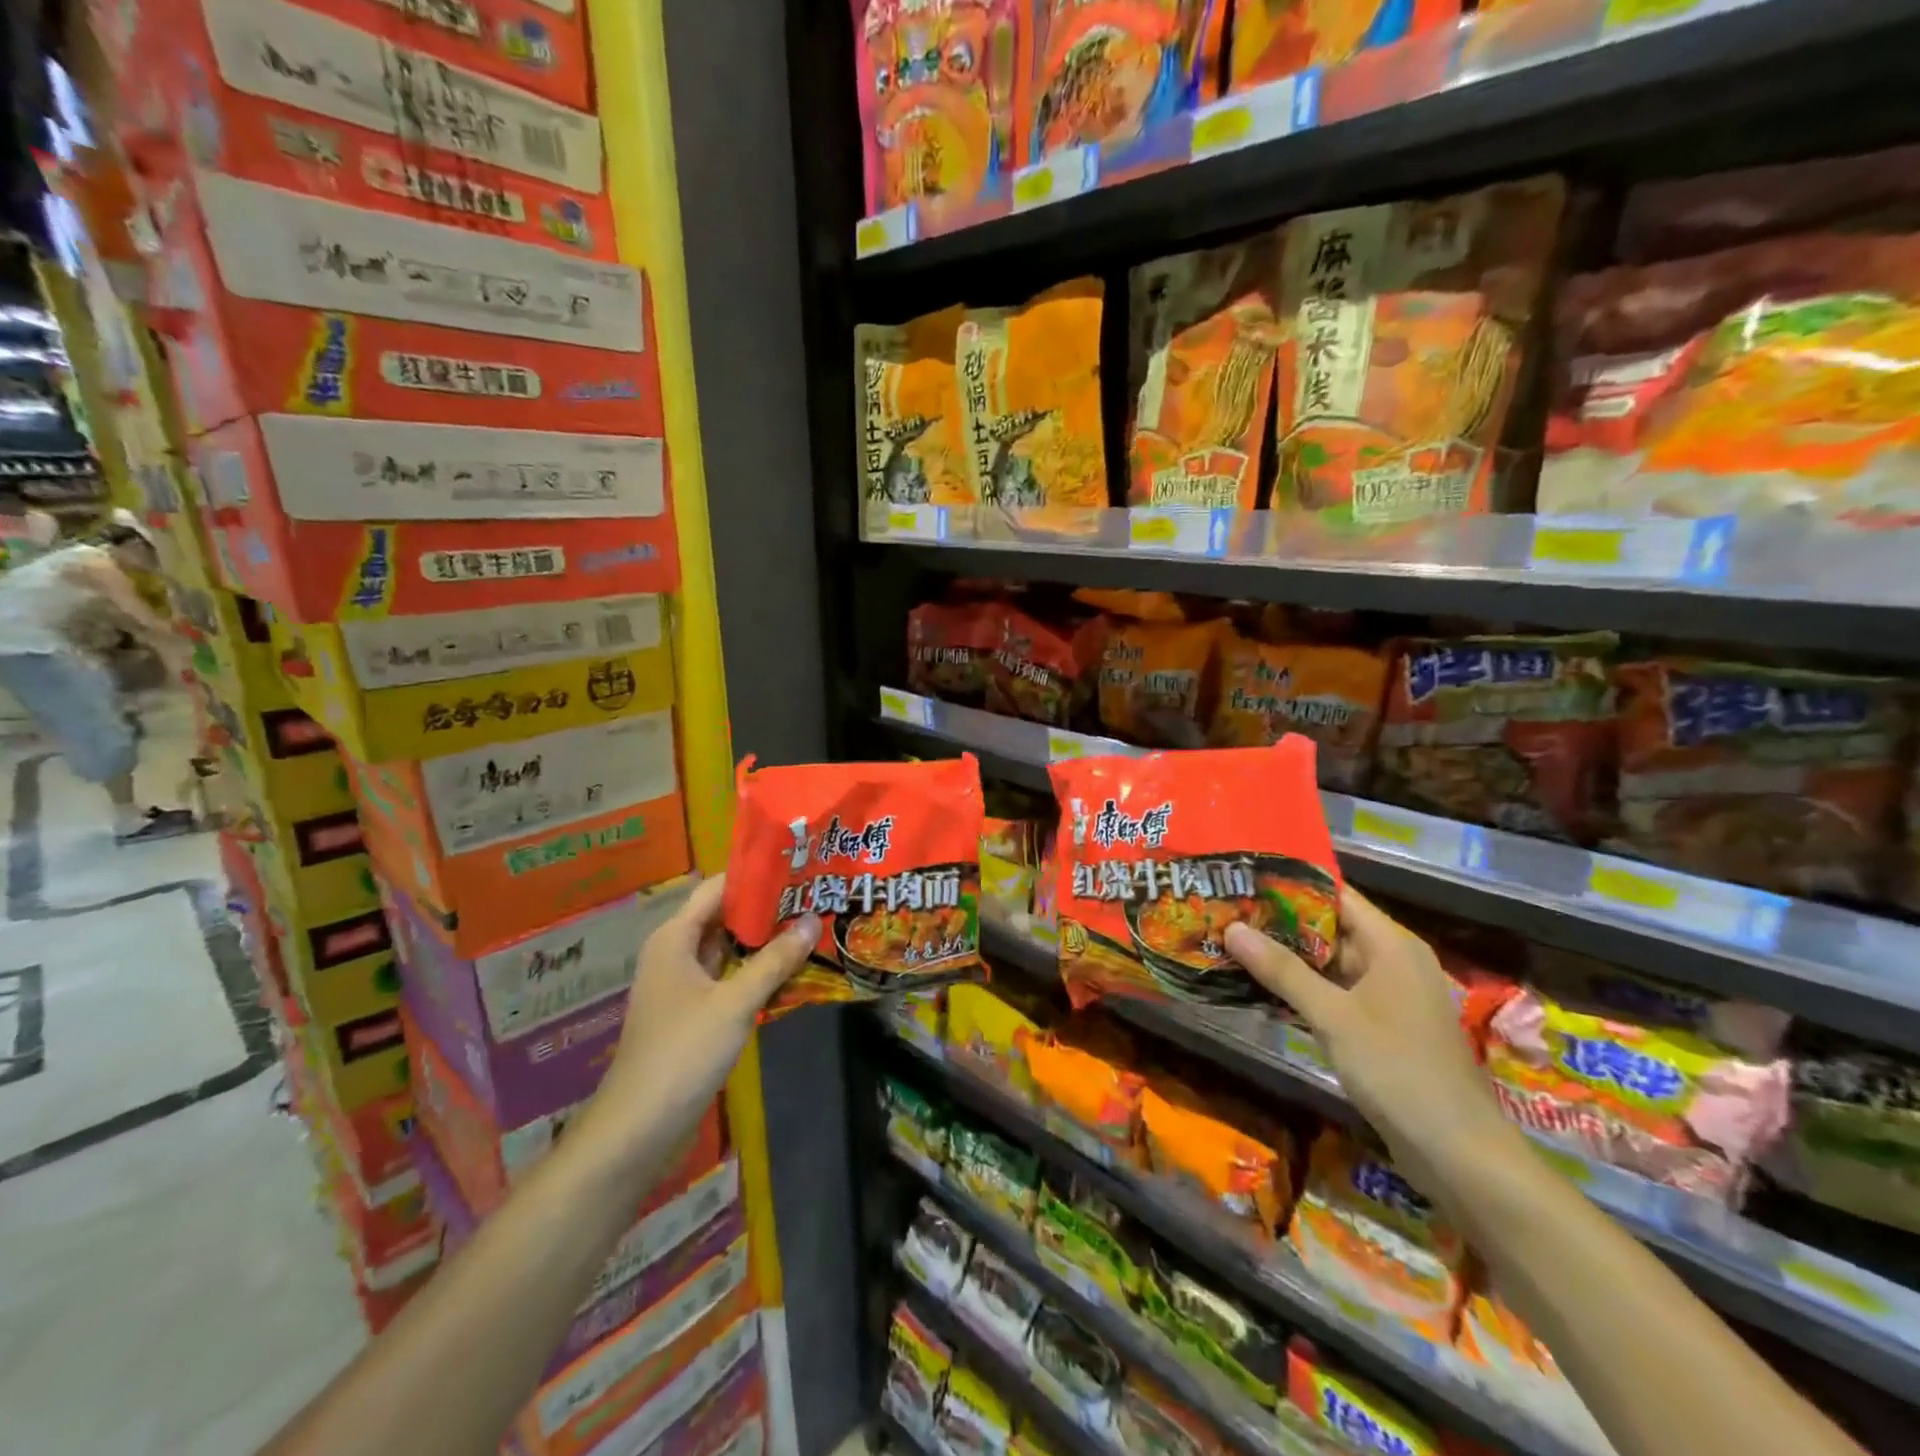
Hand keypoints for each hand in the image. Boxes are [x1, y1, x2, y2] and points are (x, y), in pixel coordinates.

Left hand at [582, 875, 817, 1161]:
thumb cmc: (682, 1053)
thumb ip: (774, 961)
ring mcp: (683, 986)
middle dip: (766, 908)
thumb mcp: (735, 1002)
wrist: (638, 1128)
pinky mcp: (693, 1014)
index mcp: (675, 939)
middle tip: (814, 895)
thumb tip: (813, 919)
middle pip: (724, 917)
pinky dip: (755, 972)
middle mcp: (675, 954)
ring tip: (811, 926)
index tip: (796, 864)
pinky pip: (728, 979)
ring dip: (764, 942)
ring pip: (728, 950)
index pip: (717, 889)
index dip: (753, 875)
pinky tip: (791, 971)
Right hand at [1224, 888, 1520, 1209]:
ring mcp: (1388, 995)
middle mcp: (1392, 961)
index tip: (1245, 879)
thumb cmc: (1398, 1069)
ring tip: (1233, 944)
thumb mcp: (1333, 1016)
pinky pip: (1336, 991)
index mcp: (1391, 944)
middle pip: (1330, 927)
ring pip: (1330, 962)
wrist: (1457, 1152)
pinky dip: (1303, 987)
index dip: (1291, 884)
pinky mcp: (1381, 1025)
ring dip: (1287, 957)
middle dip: (1280, 922)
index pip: (1336, 895)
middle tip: (1227, 912)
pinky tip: (1262, 987)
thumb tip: (1232, 928)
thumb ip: (1282, 971)